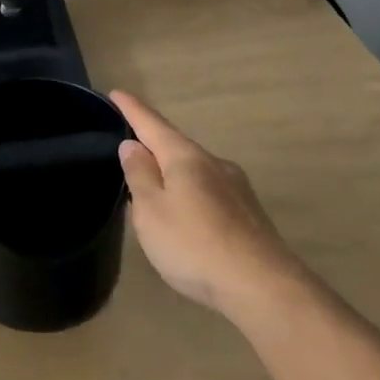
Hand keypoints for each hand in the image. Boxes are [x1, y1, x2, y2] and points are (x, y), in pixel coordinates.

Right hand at [111, 90, 300, 317]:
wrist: (264, 287)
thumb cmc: (194, 245)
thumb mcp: (151, 211)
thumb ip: (140, 175)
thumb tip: (133, 145)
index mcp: (185, 157)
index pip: (151, 124)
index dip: (131, 109)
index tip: (116, 92)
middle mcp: (213, 163)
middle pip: (175, 146)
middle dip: (153, 144)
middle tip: (129, 147)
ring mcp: (236, 188)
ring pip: (194, 170)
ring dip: (172, 173)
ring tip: (153, 188)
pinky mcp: (248, 214)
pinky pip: (209, 192)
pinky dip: (190, 193)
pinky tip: (186, 216)